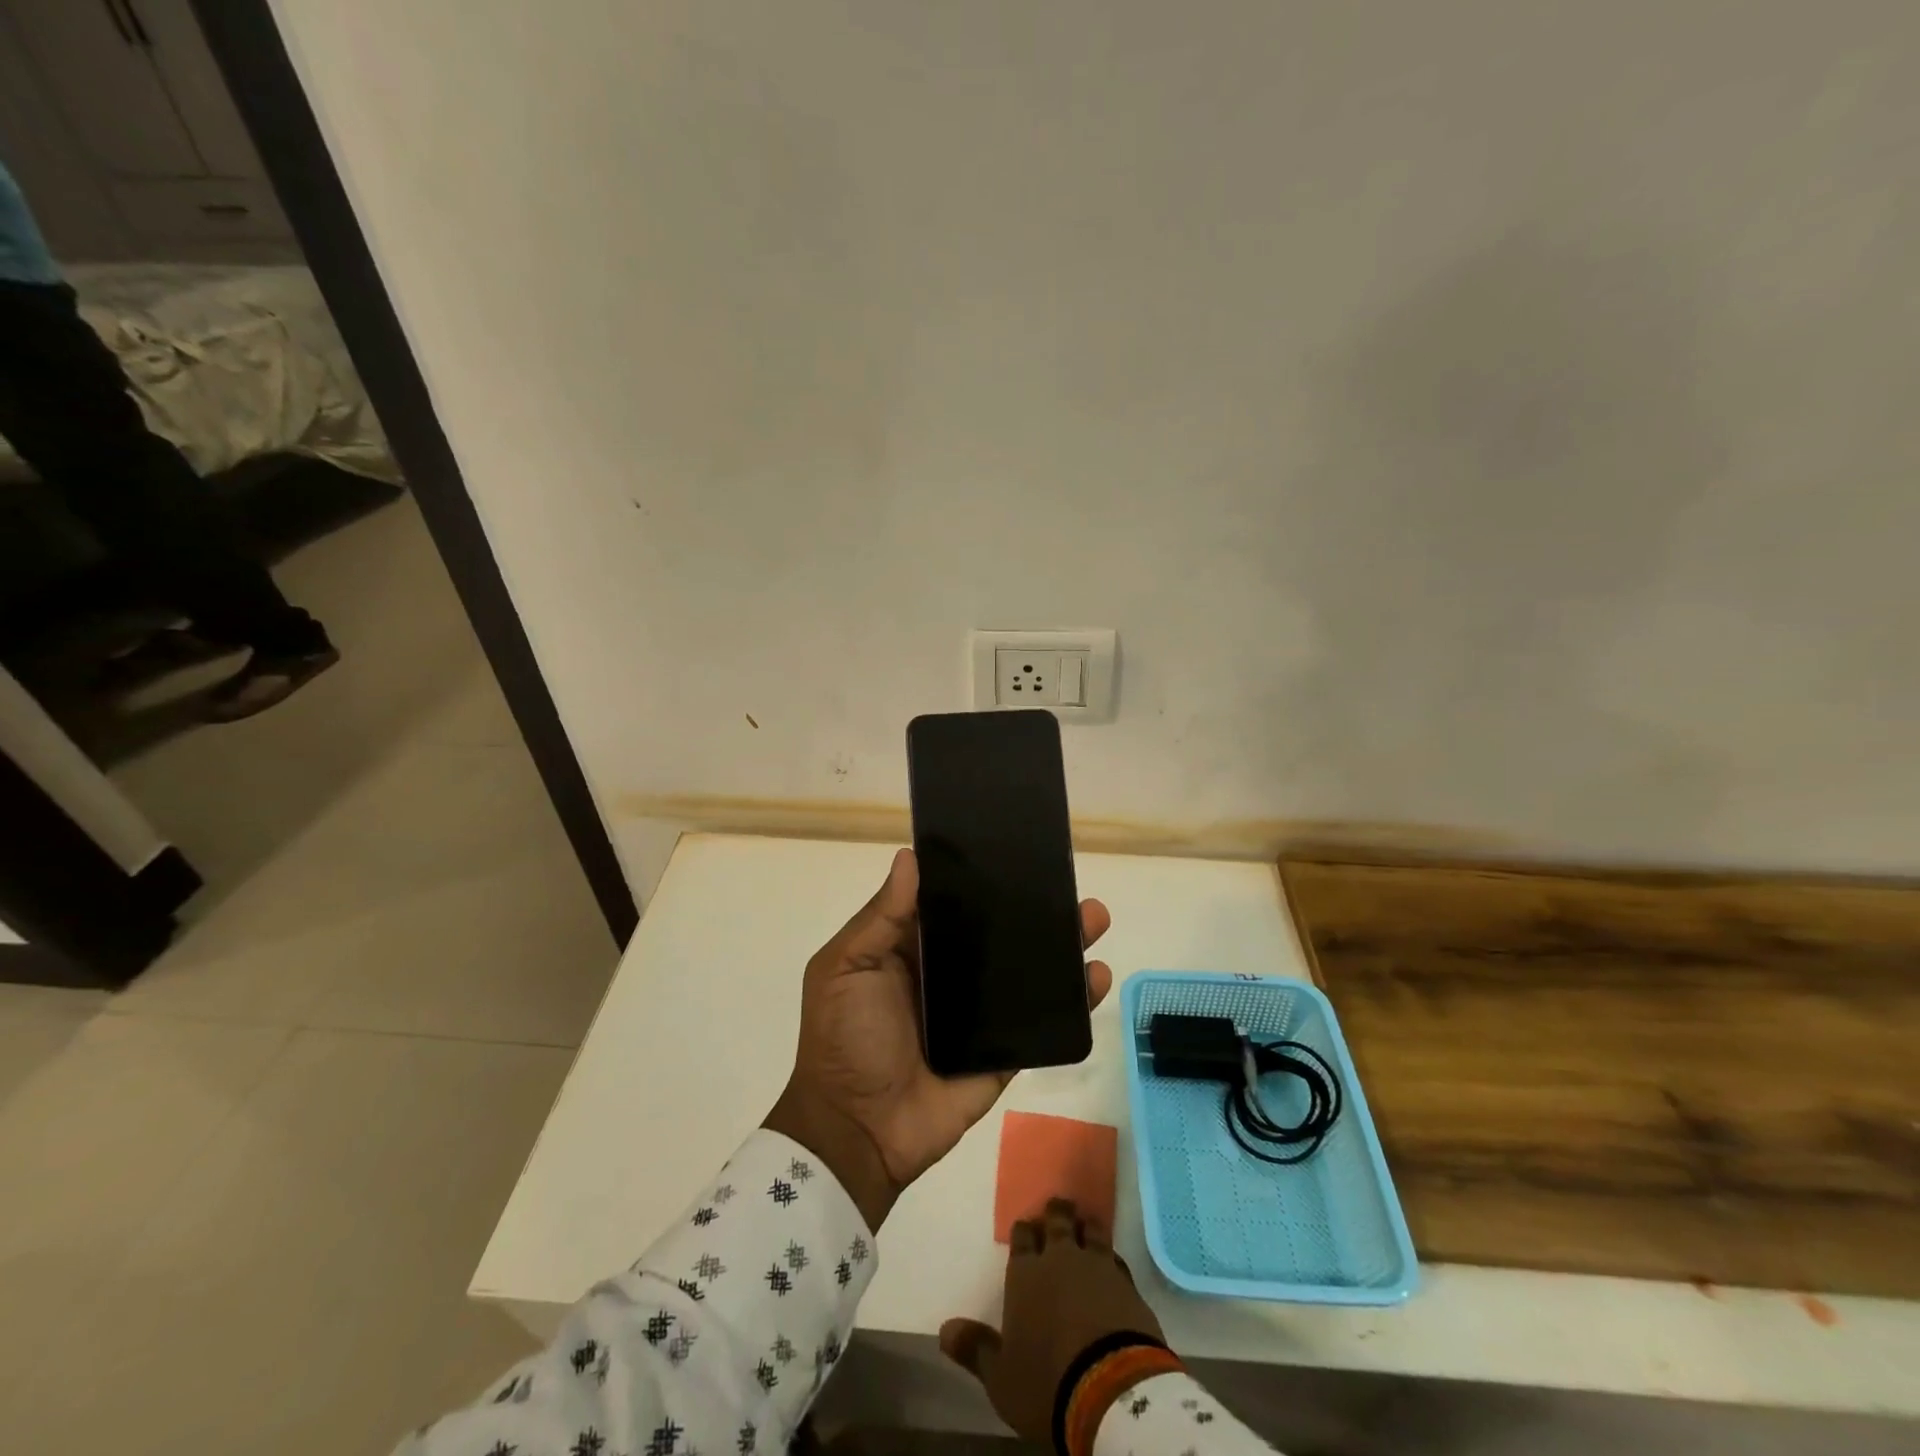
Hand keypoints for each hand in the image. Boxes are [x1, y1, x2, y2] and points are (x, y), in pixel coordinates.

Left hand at [764, 848, 1112, 1229]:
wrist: (858, 1131)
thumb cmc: (845, 1038)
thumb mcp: (846, 968)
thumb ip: (881, 917)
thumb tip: (909, 856)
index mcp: (912, 947)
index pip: (953, 901)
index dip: (981, 875)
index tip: (1016, 847)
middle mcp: (949, 972)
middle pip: (998, 931)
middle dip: (1034, 907)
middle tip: (1068, 883)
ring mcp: (979, 1012)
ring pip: (1026, 971)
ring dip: (1061, 946)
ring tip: (1093, 920)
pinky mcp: (1002, 1049)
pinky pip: (1040, 1021)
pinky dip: (1071, 1002)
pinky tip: (1096, 977)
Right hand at [940, 1199, 1164, 1443]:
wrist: (1111, 1389)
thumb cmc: (1046, 1381)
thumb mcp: (1001, 1376)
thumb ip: (975, 1348)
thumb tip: (944, 1329)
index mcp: (1026, 1274)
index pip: (1022, 1239)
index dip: (1023, 1232)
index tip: (1025, 1228)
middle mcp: (1060, 1259)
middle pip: (1057, 1223)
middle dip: (1055, 1213)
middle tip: (1057, 1207)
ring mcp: (1097, 1266)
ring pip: (1090, 1231)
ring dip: (1085, 1225)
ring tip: (1084, 1221)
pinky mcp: (1127, 1283)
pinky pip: (1115, 1257)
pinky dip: (1110, 1255)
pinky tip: (1111, 1259)